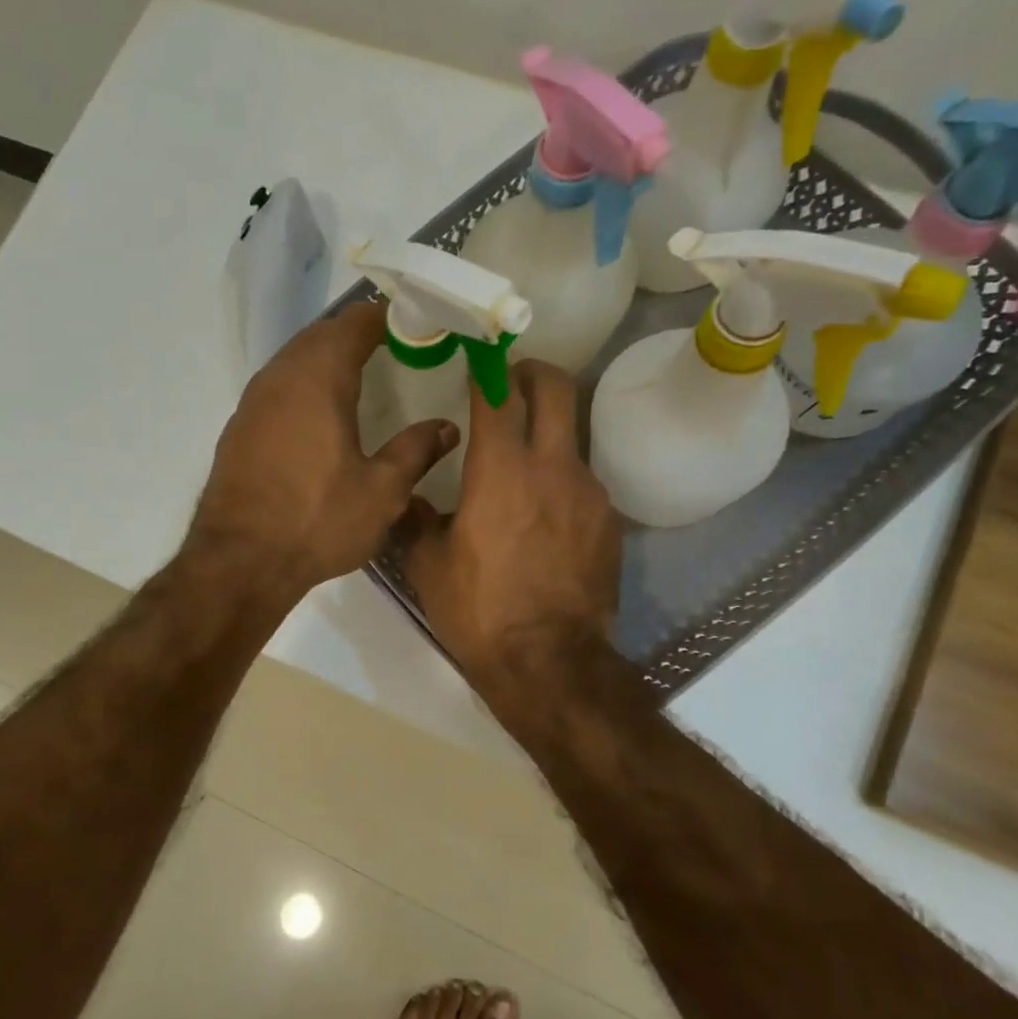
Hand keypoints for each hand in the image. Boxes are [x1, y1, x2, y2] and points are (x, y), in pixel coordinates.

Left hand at [188, 301, 457, 602]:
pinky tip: (321, 413)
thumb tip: (446, 427)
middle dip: (358, 333)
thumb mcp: (381, 491)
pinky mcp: (239, 428)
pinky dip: (305, 384)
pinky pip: (279, 387)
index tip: (418, 325)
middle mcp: (280, 377)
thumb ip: (415, 451)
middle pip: (322, 334)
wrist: (239, 561)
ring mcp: (253, 401)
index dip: (388, 317)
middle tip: (396, 347)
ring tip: (363, 375)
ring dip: (328, 357)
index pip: (356, 323)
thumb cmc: (316, 521)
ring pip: (295, 359)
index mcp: (319, 378)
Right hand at [400, 360, 620, 695]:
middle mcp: (552, 467)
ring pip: (572, 438)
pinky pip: (583, 484)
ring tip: (523, 467)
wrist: (549, 662)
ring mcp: (588, 493)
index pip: (497, 394)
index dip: (487, 366)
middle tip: (513, 380)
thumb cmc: (479, 610)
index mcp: (501, 469)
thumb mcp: (427, 566)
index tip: (477, 356)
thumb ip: (416, 519)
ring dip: (547, 435)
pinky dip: (562, 483)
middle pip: (556, 389)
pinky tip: (544, 518)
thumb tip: (409, 498)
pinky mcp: (608, 523)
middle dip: (534, 372)